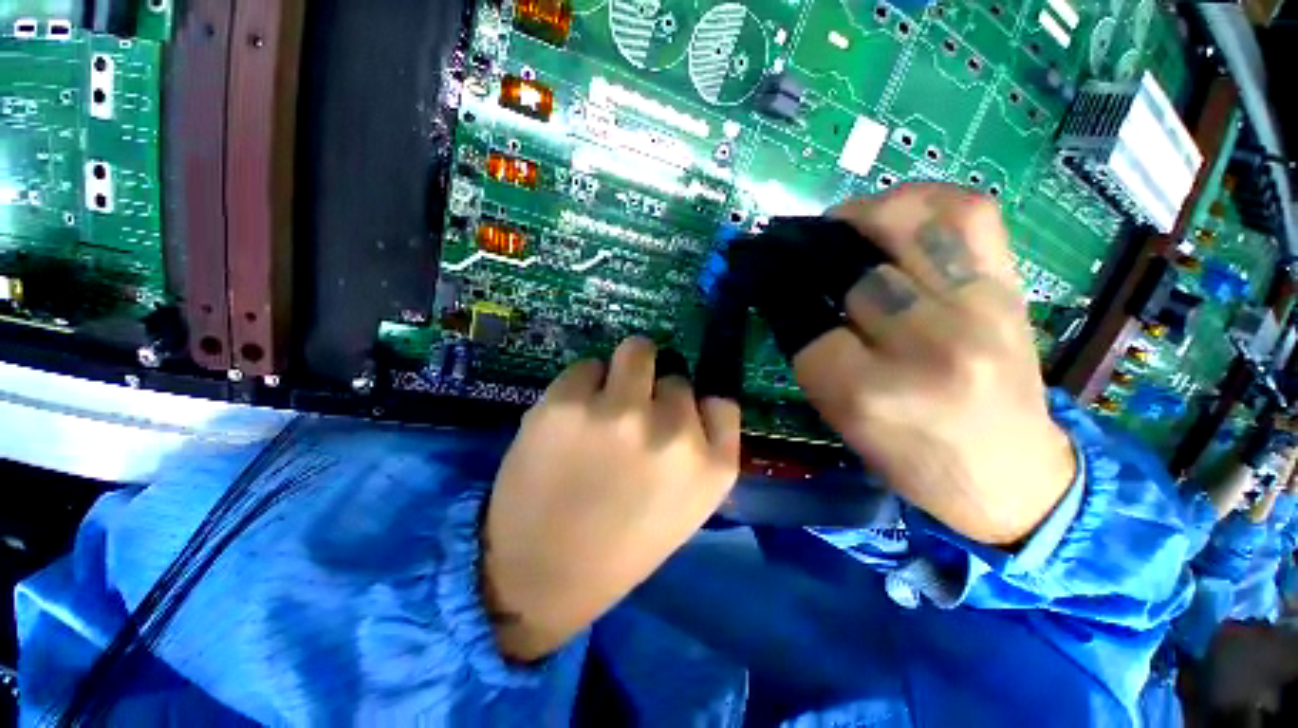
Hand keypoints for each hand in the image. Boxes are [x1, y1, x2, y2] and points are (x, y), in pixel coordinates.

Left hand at [482, 337, 740, 661]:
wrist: (540, 576)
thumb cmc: (619, 546)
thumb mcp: (686, 507)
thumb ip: (698, 452)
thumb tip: (684, 402)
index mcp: (712, 468)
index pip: (722, 402)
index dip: (695, 406)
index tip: (674, 417)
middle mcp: (673, 433)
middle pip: (677, 375)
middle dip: (657, 392)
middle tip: (633, 414)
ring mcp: (621, 412)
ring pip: (636, 350)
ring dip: (625, 369)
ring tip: (605, 398)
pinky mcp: (569, 402)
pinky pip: (587, 366)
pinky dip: (582, 384)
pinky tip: (568, 418)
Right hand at [793, 183, 1075, 545]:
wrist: (1012, 474)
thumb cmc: (912, 458)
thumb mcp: (841, 417)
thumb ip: (811, 353)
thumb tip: (785, 293)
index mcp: (872, 395)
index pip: (806, 324)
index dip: (783, 299)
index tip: (766, 284)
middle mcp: (929, 346)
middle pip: (852, 270)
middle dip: (811, 253)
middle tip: (792, 248)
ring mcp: (979, 309)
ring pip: (909, 224)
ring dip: (861, 216)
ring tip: (841, 226)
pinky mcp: (1011, 288)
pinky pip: (968, 214)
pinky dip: (923, 200)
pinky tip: (897, 216)